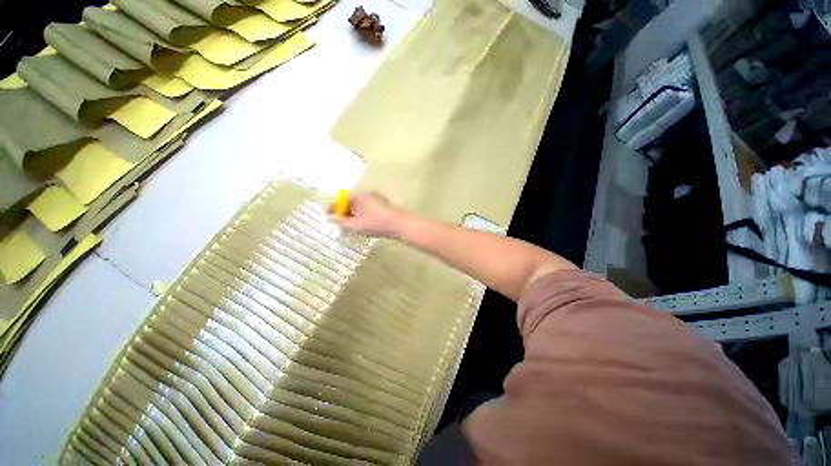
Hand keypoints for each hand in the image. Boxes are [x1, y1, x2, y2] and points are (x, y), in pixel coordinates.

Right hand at [328, 192, 405, 237]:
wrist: (399, 224)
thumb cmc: (375, 224)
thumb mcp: (355, 226)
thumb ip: (340, 222)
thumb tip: (331, 219)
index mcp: (357, 196)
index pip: (340, 200)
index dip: (332, 209)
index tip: (328, 217)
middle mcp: (366, 194)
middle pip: (350, 202)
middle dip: (344, 213)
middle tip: (341, 225)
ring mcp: (376, 198)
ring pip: (360, 206)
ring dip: (354, 214)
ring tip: (353, 226)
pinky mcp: (383, 204)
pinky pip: (368, 208)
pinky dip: (363, 214)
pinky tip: (366, 224)